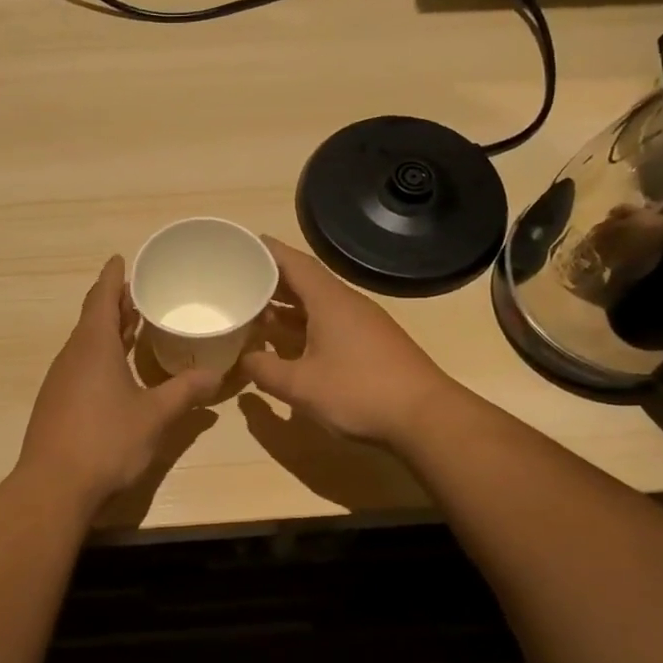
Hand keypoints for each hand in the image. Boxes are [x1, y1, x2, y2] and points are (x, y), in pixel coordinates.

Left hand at [17, 256, 220, 507]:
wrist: (53, 486)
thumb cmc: (106, 441)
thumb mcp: (154, 416)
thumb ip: (185, 392)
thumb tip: (216, 375)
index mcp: (93, 346)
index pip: (101, 298)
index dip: (113, 278)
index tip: (120, 259)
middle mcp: (72, 356)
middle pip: (92, 318)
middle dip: (114, 303)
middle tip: (138, 291)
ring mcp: (60, 380)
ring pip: (85, 344)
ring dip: (107, 331)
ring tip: (133, 326)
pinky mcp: (56, 403)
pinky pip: (80, 365)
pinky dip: (99, 355)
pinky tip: (116, 372)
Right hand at [240, 236, 459, 449]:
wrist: (424, 418)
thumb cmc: (358, 392)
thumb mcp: (300, 385)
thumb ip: (265, 370)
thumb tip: (244, 359)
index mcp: (329, 301)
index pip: (295, 263)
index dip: (267, 252)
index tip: (241, 244)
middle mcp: (346, 305)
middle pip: (305, 282)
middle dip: (272, 280)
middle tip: (238, 281)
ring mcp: (362, 325)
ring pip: (317, 306)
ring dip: (287, 307)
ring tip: (254, 311)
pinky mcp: (370, 346)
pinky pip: (328, 324)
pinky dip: (303, 327)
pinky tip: (287, 344)